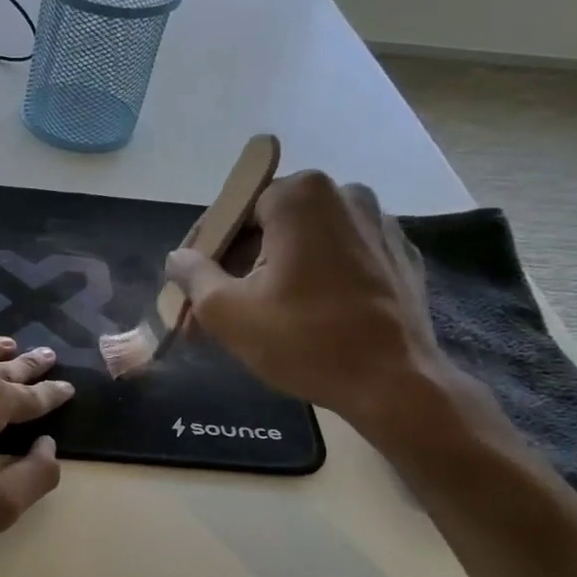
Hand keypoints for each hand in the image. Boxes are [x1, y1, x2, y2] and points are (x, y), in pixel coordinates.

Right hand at [165, 170, 450, 440]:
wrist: (392, 382)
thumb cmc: (303, 340)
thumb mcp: (227, 312)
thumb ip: (193, 276)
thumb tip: (177, 258)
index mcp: (301, 196)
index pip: (233, 213)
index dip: (205, 253)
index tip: (191, 289)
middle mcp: (346, 194)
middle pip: (270, 226)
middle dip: (238, 266)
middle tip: (216, 311)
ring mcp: (380, 223)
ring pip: (306, 243)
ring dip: (275, 273)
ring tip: (258, 318)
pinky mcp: (399, 256)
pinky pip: (340, 259)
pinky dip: (316, 280)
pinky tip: (305, 318)